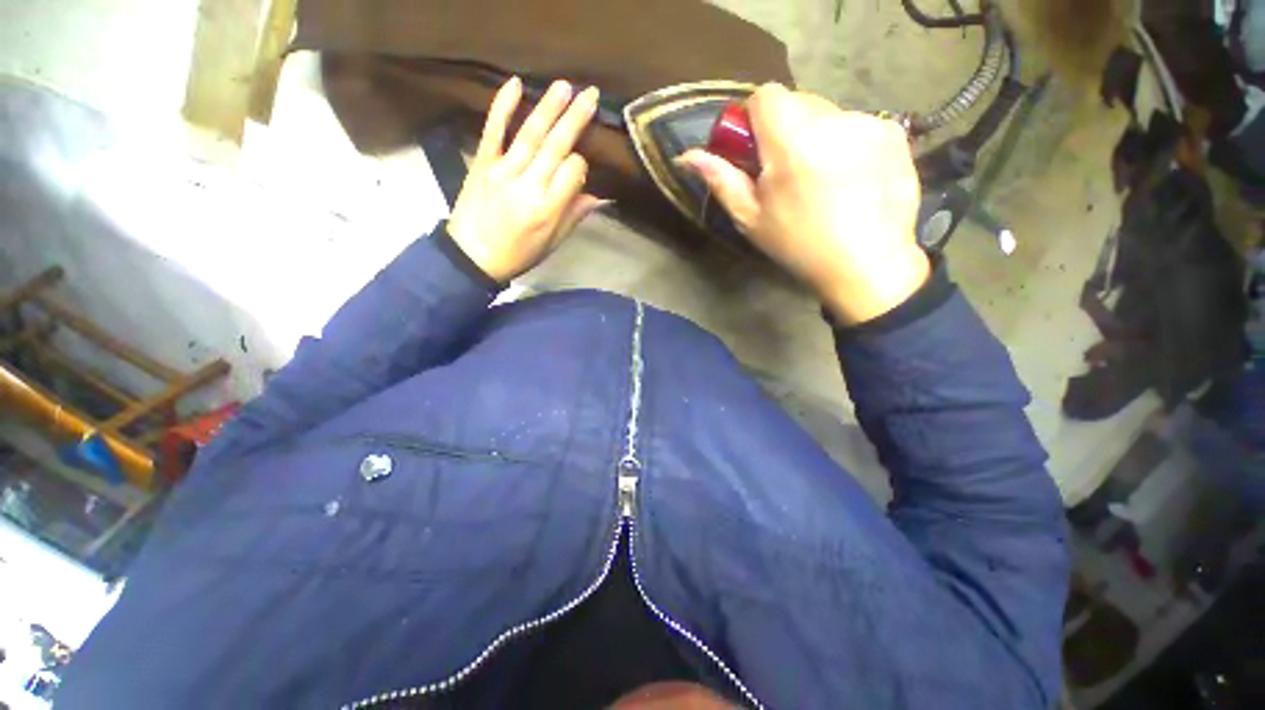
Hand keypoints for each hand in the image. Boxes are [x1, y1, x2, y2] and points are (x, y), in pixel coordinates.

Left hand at [448, 78, 604, 282]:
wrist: (471, 256)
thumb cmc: (518, 254)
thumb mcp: (552, 243)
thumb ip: (573, 216)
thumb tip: (598, 196)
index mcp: (547, 209)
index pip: (573, 172)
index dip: (581, 166)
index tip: (580, 170)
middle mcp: (528, 185)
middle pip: (555, 146)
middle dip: (575, 119)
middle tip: (590, 94)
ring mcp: (502, 170)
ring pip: (530, 133)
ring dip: (548, 107)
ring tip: (565, 85)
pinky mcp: (482, 162)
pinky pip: (493, 130)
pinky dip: (502, 106)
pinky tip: (515, 84)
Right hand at [681, 84, 929, 324]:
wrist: (867, 264)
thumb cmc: (799, 245)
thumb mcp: (751, 218)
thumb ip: (721, 180)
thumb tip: (688, 156)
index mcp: (792, 140)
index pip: (765, 95)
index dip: (755, 119)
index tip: (756, 151)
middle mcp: (833, 119)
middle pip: (797, 101)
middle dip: (785, 129)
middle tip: (786, 172)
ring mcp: (869, 123)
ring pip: (827, 113)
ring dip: (816, 136)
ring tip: (821, 180)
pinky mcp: (894, 133)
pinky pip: (857, 125)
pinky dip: (846, 143)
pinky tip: (850, 178)